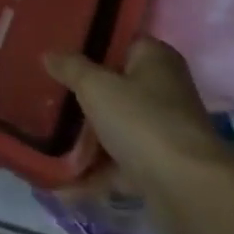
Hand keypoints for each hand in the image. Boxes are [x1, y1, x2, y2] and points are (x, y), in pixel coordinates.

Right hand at [44, 38, 233, 226]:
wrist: (189, 192)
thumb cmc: (142, 121)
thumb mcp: (95, 86)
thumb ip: (70, 67)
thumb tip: (48, 54)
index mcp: (155, 59)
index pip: (118, 41)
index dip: (87, 44)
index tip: (55, 52)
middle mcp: (163, 91)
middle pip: (114, 87)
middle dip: (81, 95)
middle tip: (44, 93)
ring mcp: (162, 132)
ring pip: (115, 127)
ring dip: (85, 138)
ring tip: (44, 138)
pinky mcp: (159, 169)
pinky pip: (118, 165)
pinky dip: (94, 174)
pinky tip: (61, 183)